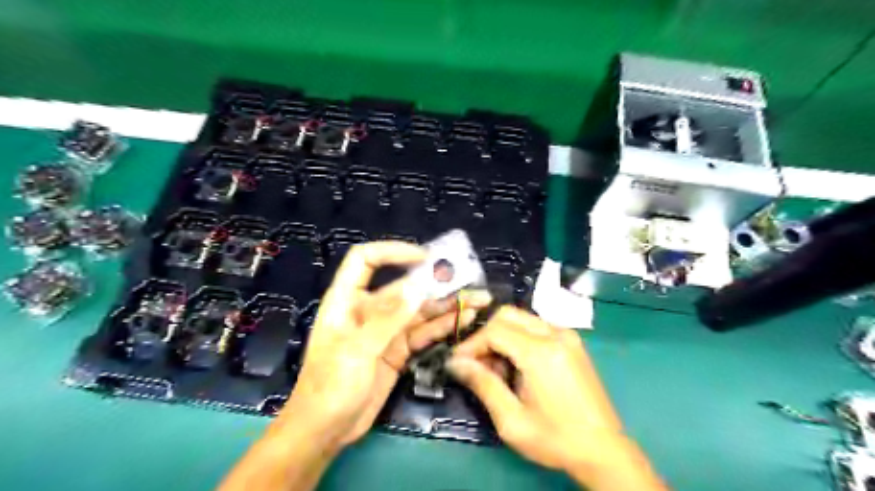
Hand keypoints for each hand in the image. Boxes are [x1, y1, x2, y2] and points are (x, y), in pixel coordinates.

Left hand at [277, 240, 488, 450]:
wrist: (326, 430)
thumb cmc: (330, 386)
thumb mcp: (357, 350)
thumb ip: (388, 319)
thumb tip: (418, 287)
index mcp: (347, 300)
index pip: (366, 261)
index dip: (393, 252)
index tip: (424, 257)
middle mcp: (369, 309)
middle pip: (404, 287)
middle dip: (435, 282)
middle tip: (468, 278)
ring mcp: (386, 330)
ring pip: (420, 310)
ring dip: (447, 304)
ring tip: (478, 299)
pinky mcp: (399, 349)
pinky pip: (424, 332)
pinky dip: (443, 326)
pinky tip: (465, 319)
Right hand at [446, 305, 667, 489]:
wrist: (604, 450)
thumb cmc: (555, 439)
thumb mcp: (511, 420)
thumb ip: (482, 384)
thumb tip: (455, 362)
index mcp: (541, 352)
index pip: (495, 330)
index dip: (472, 344)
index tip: (458, 362)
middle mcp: (556, 334)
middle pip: (508, 315)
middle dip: (486, 335)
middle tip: (476, 363)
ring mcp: (568, 335)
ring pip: (522, 319)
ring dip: (502, 336)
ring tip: (496, 369)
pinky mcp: (573, 342)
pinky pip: (537, 327)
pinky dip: (519, 339)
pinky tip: (517, 366)